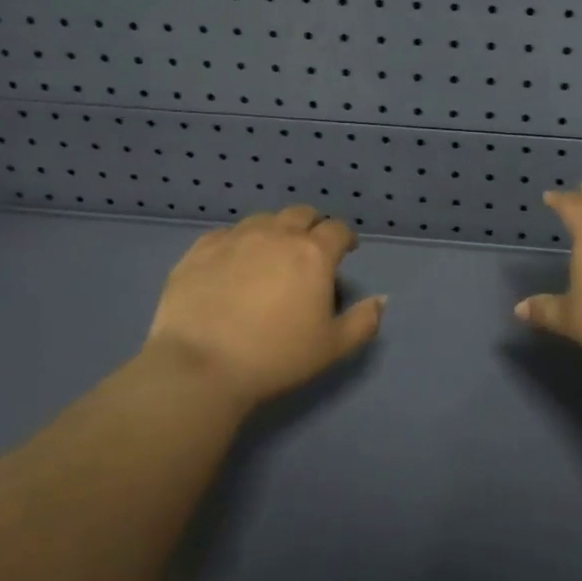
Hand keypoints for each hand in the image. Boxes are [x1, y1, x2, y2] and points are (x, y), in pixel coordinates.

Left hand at [141, 205, 384, 407]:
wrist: (200, 366)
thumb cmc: (275, 357)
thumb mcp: (332, 348)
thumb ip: (364, 321)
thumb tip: (381, 299)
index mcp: (313, 253)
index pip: (338, 230)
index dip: (345, 238)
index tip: (346, 251)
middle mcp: (276, 235)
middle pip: (301, 214)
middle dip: (312, 226)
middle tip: (310, 250)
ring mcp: (235, 238)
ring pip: (263, 219)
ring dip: (275, 231)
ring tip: (271, 255)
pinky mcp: (200, 250)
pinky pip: (226, 234)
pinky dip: (238, 242)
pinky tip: (233, 263)